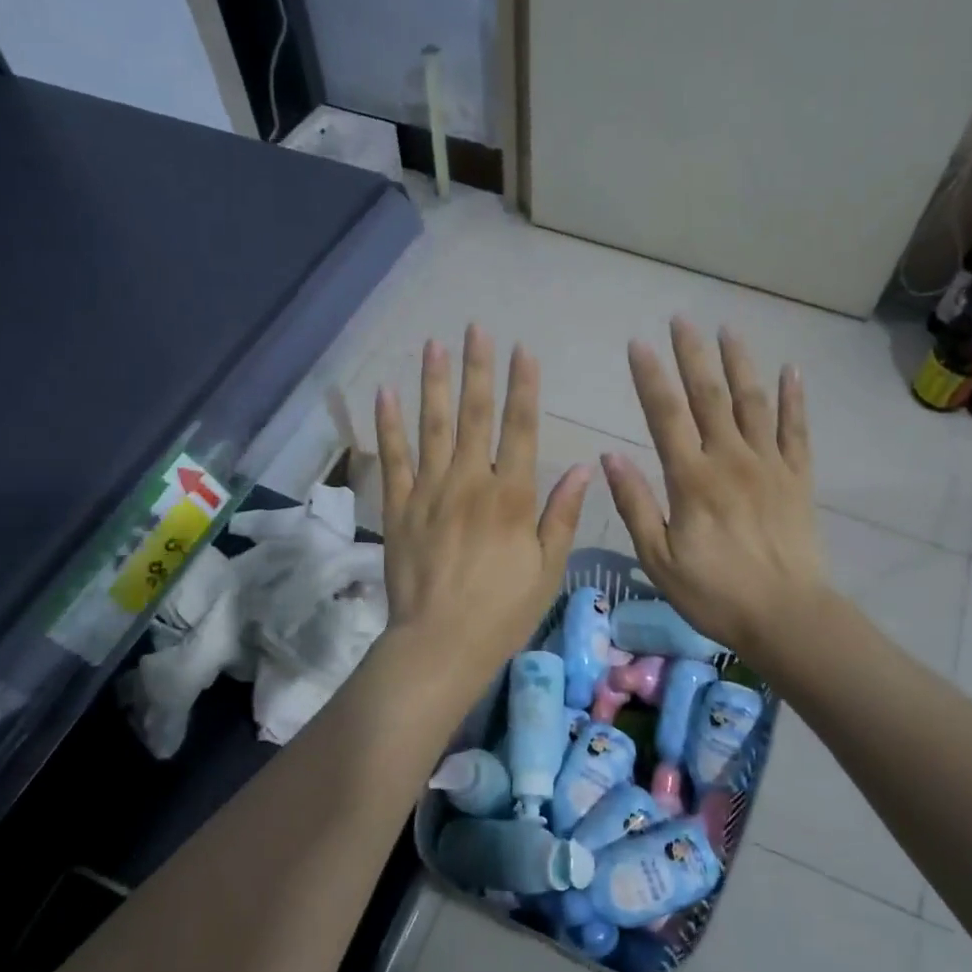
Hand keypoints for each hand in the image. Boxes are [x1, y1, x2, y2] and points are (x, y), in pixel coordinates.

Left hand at [375, 325, 591, 685]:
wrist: (440, 643)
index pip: (521, 429)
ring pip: (433, 426)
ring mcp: (430, 491)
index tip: (523, 350)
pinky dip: (388, 424)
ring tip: (435, 344)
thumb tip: (586, 466)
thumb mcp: (548, 569)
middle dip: (478, 369)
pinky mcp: (399, 507)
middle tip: (477, 328)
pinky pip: (393, 458)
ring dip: (435, 382)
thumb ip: (563, 515)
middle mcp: (470, 482)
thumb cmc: (503, 611)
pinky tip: (386, 393)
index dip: (524, 387)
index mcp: (512, 496)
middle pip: (475, 415)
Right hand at [603, 319, 827, 658]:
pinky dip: (794, 398)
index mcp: (692, 479)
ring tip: (728, 329)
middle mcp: (730, 459)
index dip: (649, 377)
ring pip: (753, 402)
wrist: (786, 616)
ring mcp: (769, 464)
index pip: (665, 415)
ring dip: (739, 363)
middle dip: (693, 355)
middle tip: (681, 319)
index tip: (637, 344)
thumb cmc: (714, 593)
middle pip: (709, 396)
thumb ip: (634, 505)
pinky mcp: (798, 477)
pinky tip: (791, 370)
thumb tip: (609, 456)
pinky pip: (796, 429)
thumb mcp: (659, 558)